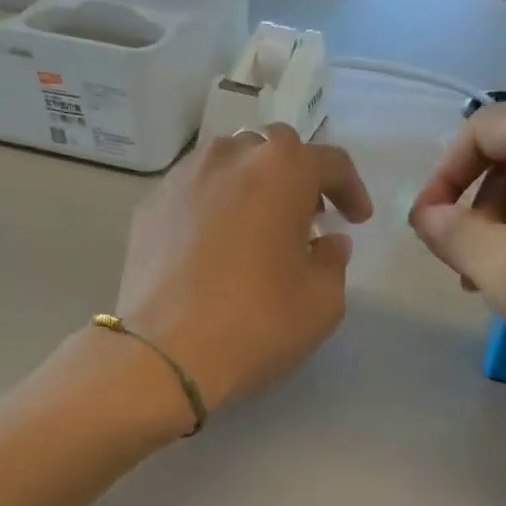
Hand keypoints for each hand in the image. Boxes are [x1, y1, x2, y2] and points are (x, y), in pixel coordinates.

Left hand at [118, 126, 372, 414]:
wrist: (164, 354)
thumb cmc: (255, 324)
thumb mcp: (322, 303)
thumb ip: (333, 262)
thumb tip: (327, 243)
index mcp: (281, 170)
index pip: (330, 163)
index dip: (351, 190)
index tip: (357, 220)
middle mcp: (229, 158)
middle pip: (274, 151)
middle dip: (298, 179)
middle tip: (307, 219)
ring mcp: (181, 179)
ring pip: (228, 165)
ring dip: (252, 187)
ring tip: (257, 228)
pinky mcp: (148, 208)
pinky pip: (193, 193)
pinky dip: (213, 207)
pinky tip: (215, 246)